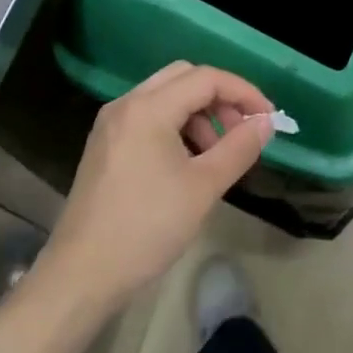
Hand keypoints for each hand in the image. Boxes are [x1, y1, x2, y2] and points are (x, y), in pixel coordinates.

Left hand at [40, 62, 272, 312]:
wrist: (82, 274)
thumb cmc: (147, 227)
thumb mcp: (203, 187)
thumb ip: (239, 148)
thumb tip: (265, 123)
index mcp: (148, 108)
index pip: (206, 78)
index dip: (244, 93)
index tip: (269, 119)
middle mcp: (126, 104)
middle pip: (184, 78)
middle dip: (220, 98)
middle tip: (242, 132)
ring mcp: (111, 124)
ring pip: (165, 97)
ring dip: (199, 113)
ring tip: (218, 154)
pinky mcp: (105, 145)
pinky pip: (149, 117)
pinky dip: (176, 126)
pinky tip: (189, 162)